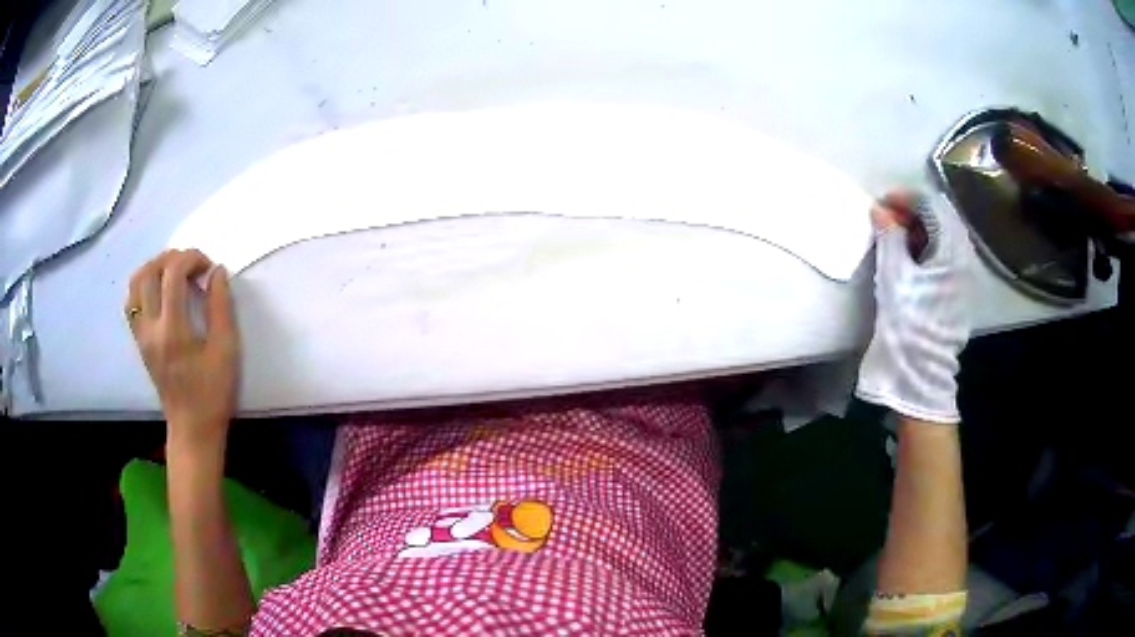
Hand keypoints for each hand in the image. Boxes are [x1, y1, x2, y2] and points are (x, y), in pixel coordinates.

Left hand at [126, 250, 238, 449]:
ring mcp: (141, 335)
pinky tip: (161, 291)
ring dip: (155, 267)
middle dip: (174, 258)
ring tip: (176, 273)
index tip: (209, 268)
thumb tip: (217, 271)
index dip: (192, 258)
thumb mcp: (226, 350)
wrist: (192, 428)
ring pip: (136, 283)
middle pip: (150, 271)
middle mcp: (150, 329)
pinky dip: (144, 285)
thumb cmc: (213, 393)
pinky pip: (132, 301)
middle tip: (194, 267)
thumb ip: (221, 306)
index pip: (173, 274)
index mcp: (173, 331)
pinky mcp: (139, 341)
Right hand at [855, 191, 973, 423]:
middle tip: (886, 218)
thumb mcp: (894, 276)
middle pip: (940, 218)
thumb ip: (889, 237)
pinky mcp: (958, 290)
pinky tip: (909, 255)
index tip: (881, 204)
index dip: (905, 198)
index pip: (932, 205)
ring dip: (918, 228)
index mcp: (953, 252)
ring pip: (942, 235)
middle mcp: (964, 258)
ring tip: (894, 236)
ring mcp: (964, 275)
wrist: (918, 373)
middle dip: (912, 211)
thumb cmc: (907, 324)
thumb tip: (880, 210)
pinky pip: (944, 254)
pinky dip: (926, 246)